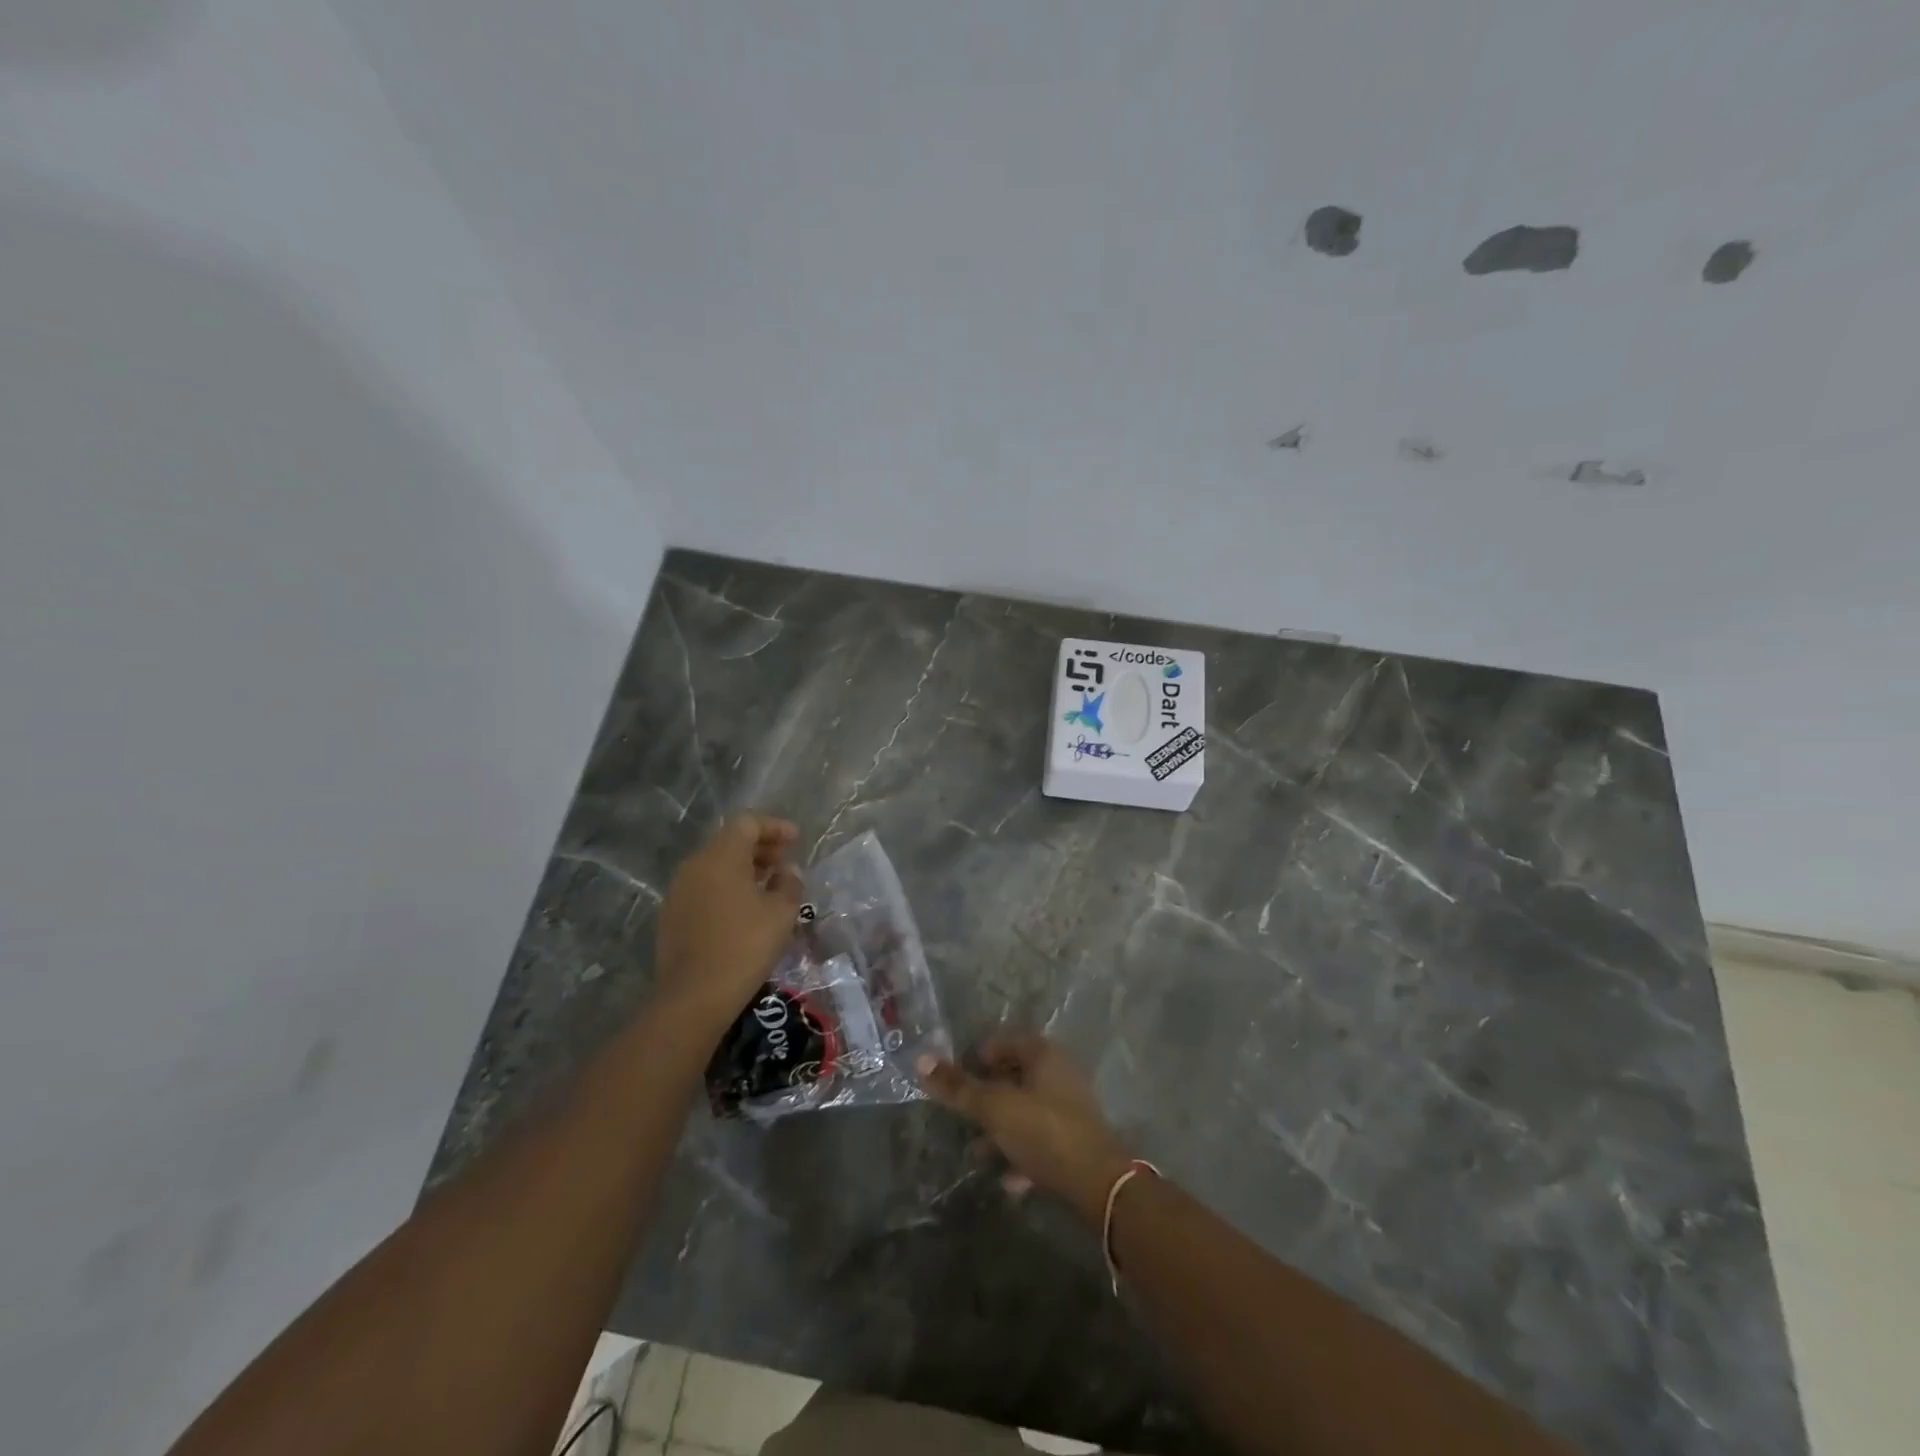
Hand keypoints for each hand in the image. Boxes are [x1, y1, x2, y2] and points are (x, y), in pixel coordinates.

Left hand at [654, 815, 802, 1036]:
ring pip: (715, 866)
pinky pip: (705, 888)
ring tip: (769, 886)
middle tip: (785, 862)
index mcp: (720, 857)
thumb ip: (789, 883)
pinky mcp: (672, 916)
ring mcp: (678, 891)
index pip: (747, 824)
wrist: (693, 997)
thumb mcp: (781, 913)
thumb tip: (787, 871)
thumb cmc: (744, 946)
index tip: (796, 840)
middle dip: (760, 847)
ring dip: (744, 869)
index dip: (774, 827)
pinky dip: (727, 888)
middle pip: (729, 842)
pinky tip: (745, 910)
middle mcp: (694, 866)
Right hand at [919, 1034, 1135, 1227]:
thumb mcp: (995, 1108)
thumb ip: (959, 1087)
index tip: (956, 1077)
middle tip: (962, 1114)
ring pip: (1026, 1110)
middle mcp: (1060, 1073)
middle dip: (987, 1096)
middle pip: (1015, 1076)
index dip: (978, 1056)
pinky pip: (1040, 1139)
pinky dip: (1022, 1153)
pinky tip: (1008, 1179)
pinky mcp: (1076, 1141)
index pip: (1005, 1041)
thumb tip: (921, 1060)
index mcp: (1044, 1054)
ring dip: (1001, 1130)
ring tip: (977, 1152)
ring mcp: (1070, 1108)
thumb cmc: (1043, 1132)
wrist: (1098, 1185)